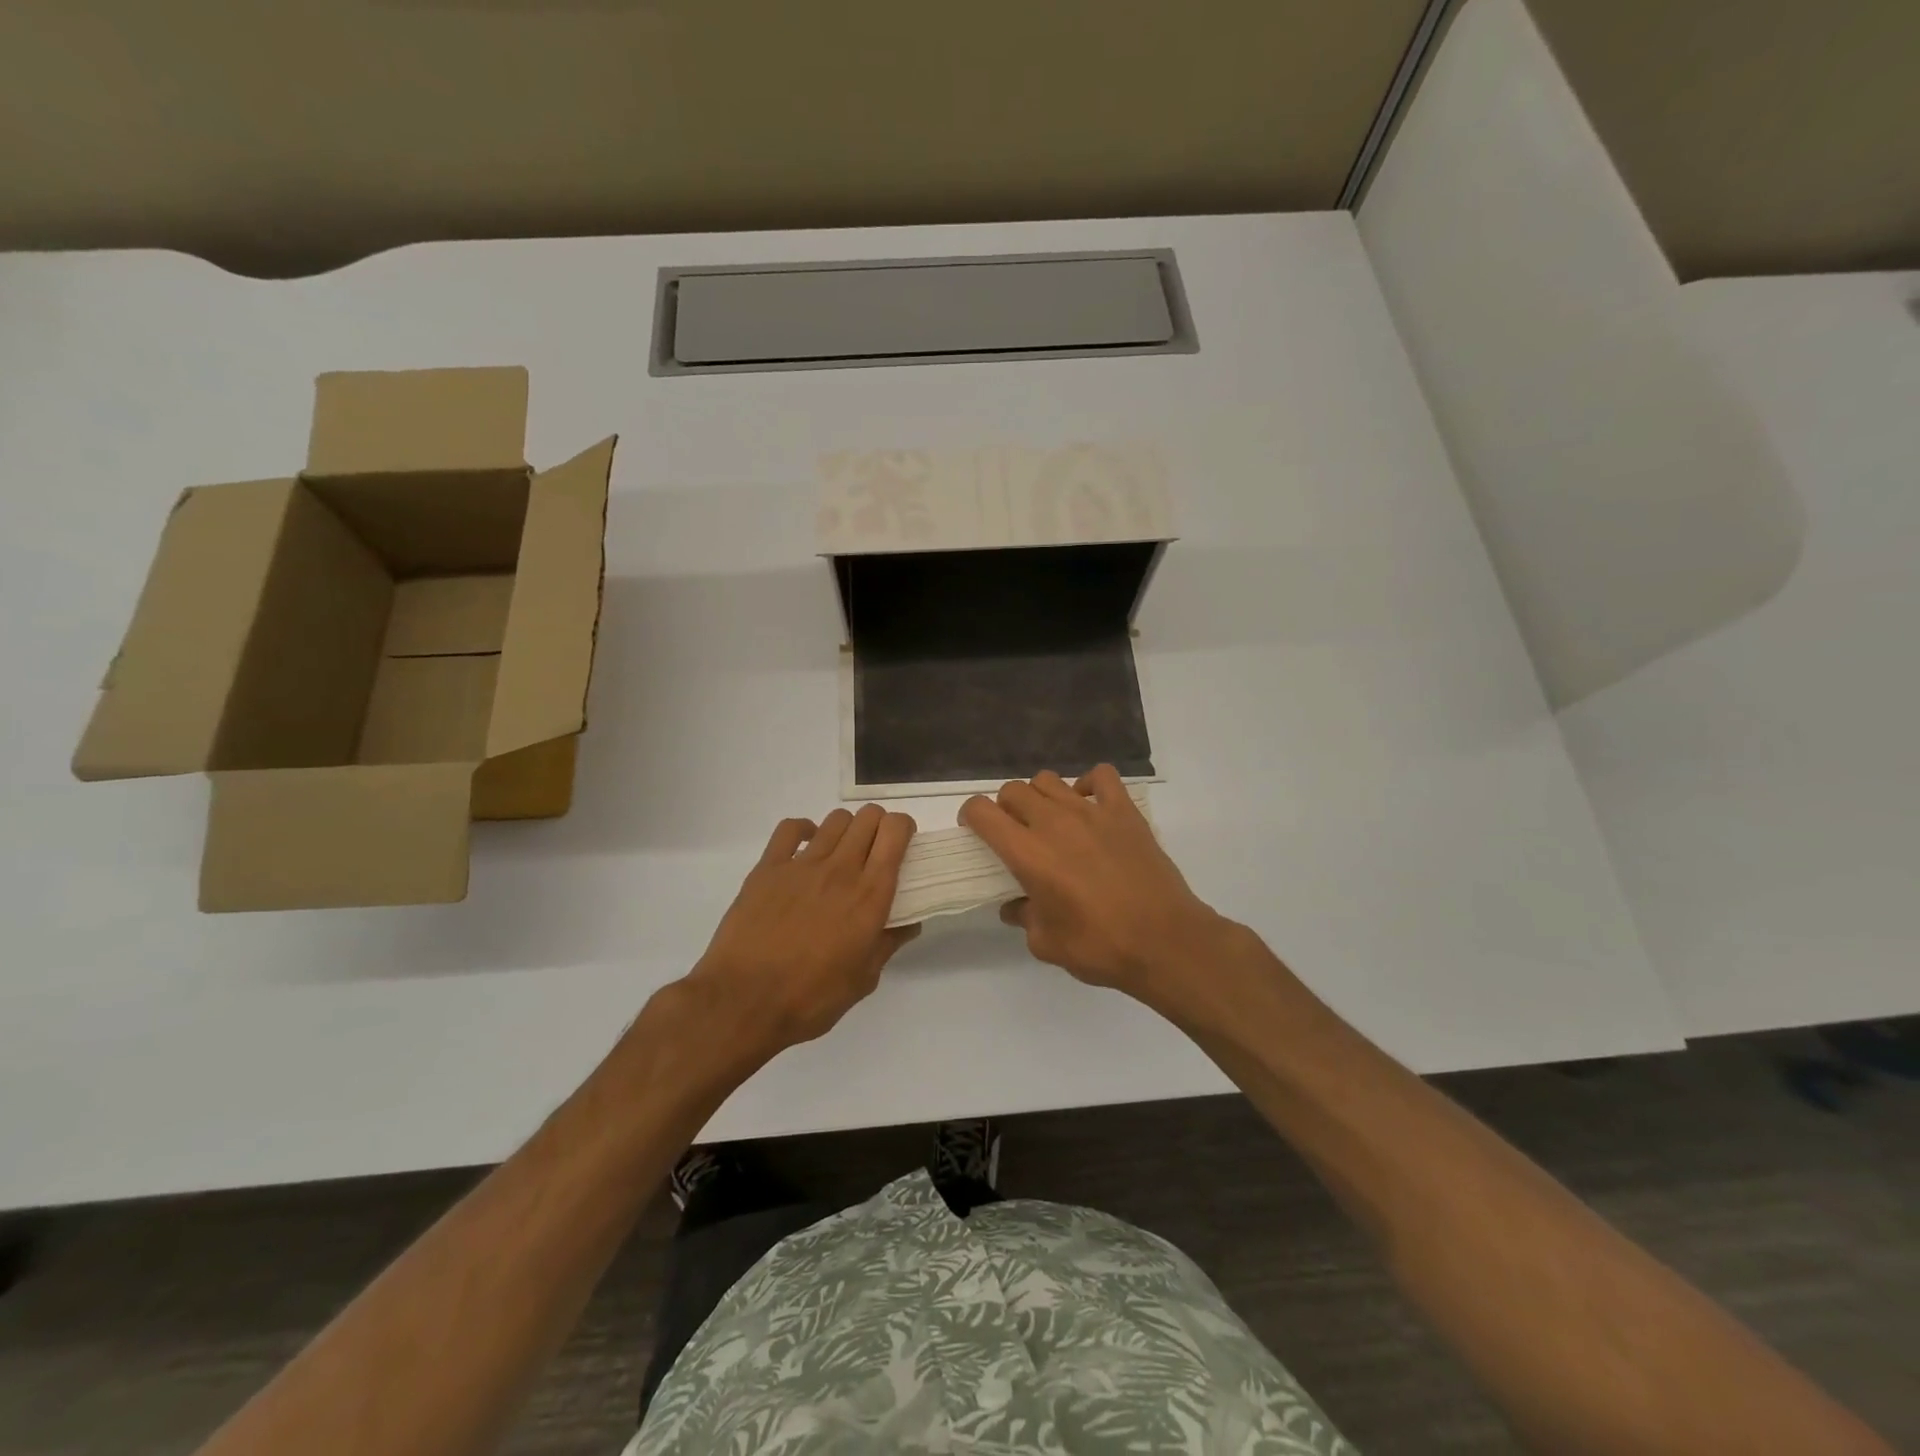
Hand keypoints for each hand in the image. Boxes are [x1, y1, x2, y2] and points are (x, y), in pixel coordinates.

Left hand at [684, 805, 918, 1060]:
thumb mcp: (864, 979)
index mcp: (870, 895)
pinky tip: (806, 847)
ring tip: (841, 854)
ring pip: (836, 820)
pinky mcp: (768, 867)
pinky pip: (790, 828)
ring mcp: (802, 864)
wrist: (744, 1002)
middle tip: (875, 852)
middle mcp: (841, 869)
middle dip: (878, 826)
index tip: (903, 846)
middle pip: (868, 817)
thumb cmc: (811, 998)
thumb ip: (888, 943)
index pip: (896, 831)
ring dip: (847, 830)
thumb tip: (910, 922)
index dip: (904, 829)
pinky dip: (804, 830)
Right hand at [960, 766, 1235, 1010]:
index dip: (971, 815)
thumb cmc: (1100, 947)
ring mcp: (1091, 811)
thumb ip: (1024, 918)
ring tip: (1051, 821)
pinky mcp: (1124, 811)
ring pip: (1049, 780)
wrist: (1165, 942)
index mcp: (1027, 853)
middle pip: (1013, 790)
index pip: (982, 811)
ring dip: (1041, 796)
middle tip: (1015, 834)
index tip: (976, 831)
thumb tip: (1015, 906)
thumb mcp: (1046, 944)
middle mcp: (1053, 823)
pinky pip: (1101, 776)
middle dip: (1005, 808)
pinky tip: (1090, 805)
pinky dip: (1089, 784)